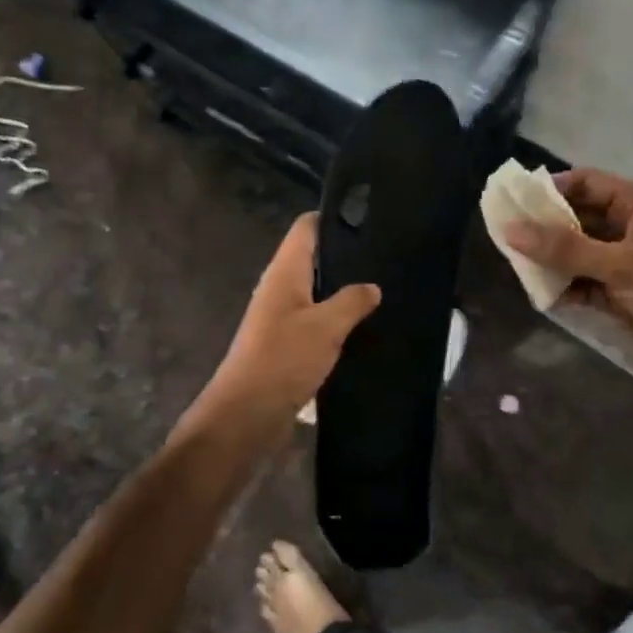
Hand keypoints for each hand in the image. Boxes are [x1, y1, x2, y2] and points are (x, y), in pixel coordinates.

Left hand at [195, 214, 379, 438]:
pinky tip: (364, 326)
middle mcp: (280, 288)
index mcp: (284, 272)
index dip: (332, 217)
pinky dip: (336, 320)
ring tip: (382, 286)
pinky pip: (316, 321)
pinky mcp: (286, 345)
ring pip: (316, 292)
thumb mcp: (326, 326)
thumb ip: (352, 301)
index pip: (305, 228)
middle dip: (345, 255)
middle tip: (385, 254)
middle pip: (312, 258)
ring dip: (342, 290)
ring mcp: (281, 317)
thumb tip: (372, 286)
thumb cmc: (283, 359)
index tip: (367, 217)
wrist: (247, 414)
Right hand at [505, 169, 632, 408]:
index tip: (514, 202)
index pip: (587, 183)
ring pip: (579, 253)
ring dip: (552, 260)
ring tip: (516, 266)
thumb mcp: (621, 266)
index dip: (552, 189)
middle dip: (545, 227)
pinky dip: (566, 288)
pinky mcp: (624, 295)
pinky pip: (585, 283)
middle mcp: (632, 229)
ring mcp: (628, 263)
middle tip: (505, 236)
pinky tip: (541, 295)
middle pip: (579, 218)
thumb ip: (565, 249)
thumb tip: (510, 230)